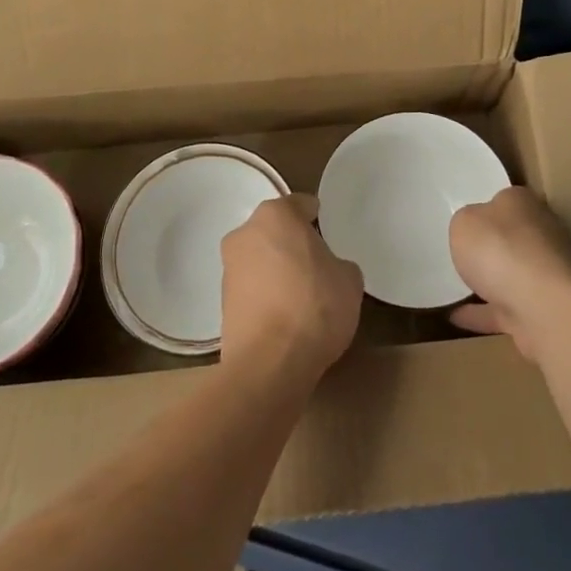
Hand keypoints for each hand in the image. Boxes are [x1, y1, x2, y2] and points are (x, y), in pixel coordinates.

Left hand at [220, 194, 362, 386]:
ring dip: (276, 270)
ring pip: (260, 259)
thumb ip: (339, 264)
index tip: (329, 233)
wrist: (268, 365)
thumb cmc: (314, 307)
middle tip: (318, 265)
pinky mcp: (221, 304)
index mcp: (276, 214)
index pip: (300, 205)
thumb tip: (330, 270)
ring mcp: (228, 268)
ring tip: (301, 296)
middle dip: (293, 243)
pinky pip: (252, 289)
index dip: (318, 218)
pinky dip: (265, 296)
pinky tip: (285, 318)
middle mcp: (245, 233)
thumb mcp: (349, 280)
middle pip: (275, 230)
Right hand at [449, 188, 570, 360]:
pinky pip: (505, 309)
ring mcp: (546, 275)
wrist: (545, 309)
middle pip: (512, 237)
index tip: (466, 222)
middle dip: (492, 245)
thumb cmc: (500, 250)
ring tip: (454, 288)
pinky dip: (482, 314)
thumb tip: (474, 228)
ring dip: (489, 282)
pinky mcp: (544, 310)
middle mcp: (541, 233)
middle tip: (460, 253)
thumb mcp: (464, 223)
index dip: (484, 208)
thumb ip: (466, 222)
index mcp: (523, 204)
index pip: (504, 200)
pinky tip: (455, 318)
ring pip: (512, 274)